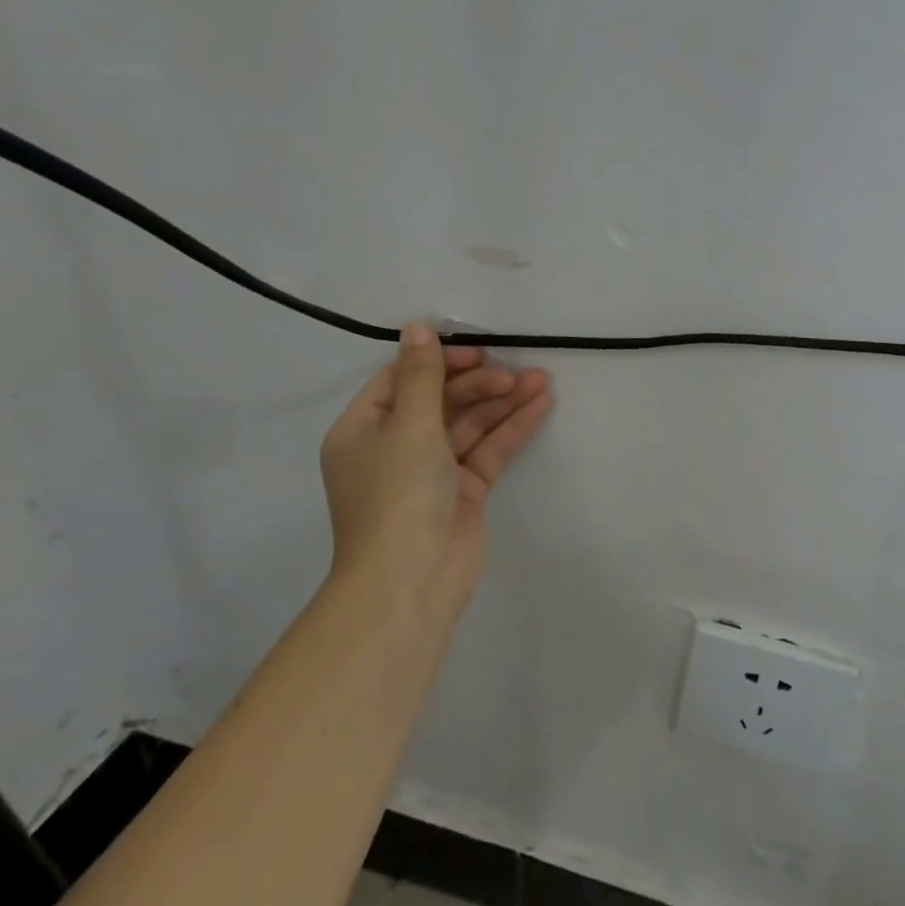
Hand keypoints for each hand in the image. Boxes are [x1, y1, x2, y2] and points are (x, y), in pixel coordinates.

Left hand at [319, 324, 552, 618]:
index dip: (440, 361)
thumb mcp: (408, 425)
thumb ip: (422, 375)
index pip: (402, 379)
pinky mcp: (463, 491)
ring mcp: (431, 470)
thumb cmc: (398, 494)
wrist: (411, 579)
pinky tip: (540, 405)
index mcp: (364, 429)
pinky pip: (487, 449)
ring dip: (502, 402)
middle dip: (479, 383)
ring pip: (469, 424)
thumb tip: (417, 327)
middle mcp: (395, 446)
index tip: (478, 351)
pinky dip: (511, 428)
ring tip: (540, 380)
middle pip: (441, 400)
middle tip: (515, 374)